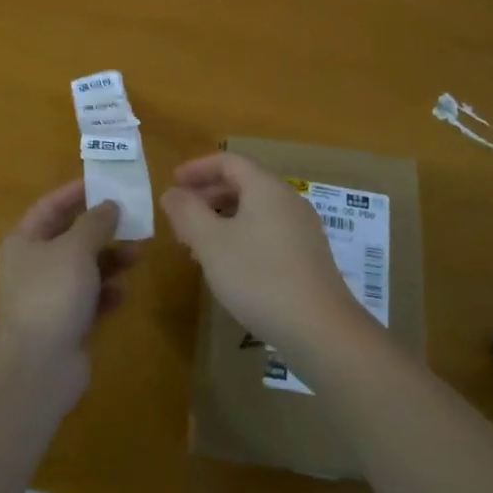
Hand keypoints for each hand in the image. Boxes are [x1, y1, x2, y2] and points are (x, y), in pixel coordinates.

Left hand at [0, 180, 133, 407]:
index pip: (50, 206)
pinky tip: (124, 293)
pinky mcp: (66, 324)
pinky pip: (91, 300)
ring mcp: (49, 297)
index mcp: (24, 241)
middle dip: (101, 229)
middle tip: (133, 218)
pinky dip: (107, 294)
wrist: (36, 367)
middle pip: (71, 238)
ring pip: (85, 269)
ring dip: (111, 260)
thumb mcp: (75, 248)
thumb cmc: (51, 293)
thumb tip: (110, 204)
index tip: (104, 182)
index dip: (75, 193)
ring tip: (139, 253)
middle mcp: (34, 266)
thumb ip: (95, 223)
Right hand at [161, 153, 368, 359]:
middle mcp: (288, 200)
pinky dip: (242, 235)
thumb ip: (187, 212)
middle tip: (181, 217)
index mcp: (266, 188)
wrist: (320, 330)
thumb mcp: (211, 243)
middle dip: (208, 196)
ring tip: (198, 244)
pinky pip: (268, 230)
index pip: (228, 161)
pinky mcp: (308, 255)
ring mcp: (302, 228)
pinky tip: (229, 265)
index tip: (173, 183)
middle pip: (243, 183)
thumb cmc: (259, 278)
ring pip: (255, 209)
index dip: (197, 168)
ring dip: (222, 218)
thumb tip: (172, 193)